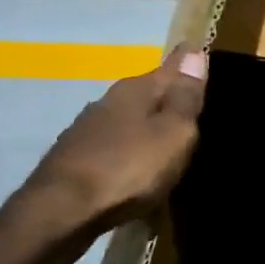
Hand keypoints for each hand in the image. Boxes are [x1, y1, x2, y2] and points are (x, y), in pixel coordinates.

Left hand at [26, 46, 207, 233]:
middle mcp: (109, 102)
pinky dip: (131, 153)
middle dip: (168, 98)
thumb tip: (195, 52)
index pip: (170, 66)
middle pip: (148, 94)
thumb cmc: (128, 168)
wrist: (62, 211)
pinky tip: (138, 169)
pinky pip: (115, 148)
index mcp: (136, 91)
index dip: (188, 63)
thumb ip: (185, 97)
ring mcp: (88, 130)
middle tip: (194, 107)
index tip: (202, 53)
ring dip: (148, 127)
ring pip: (129, 121)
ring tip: (169, 142)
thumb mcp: (172, 133)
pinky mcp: (77, 160)